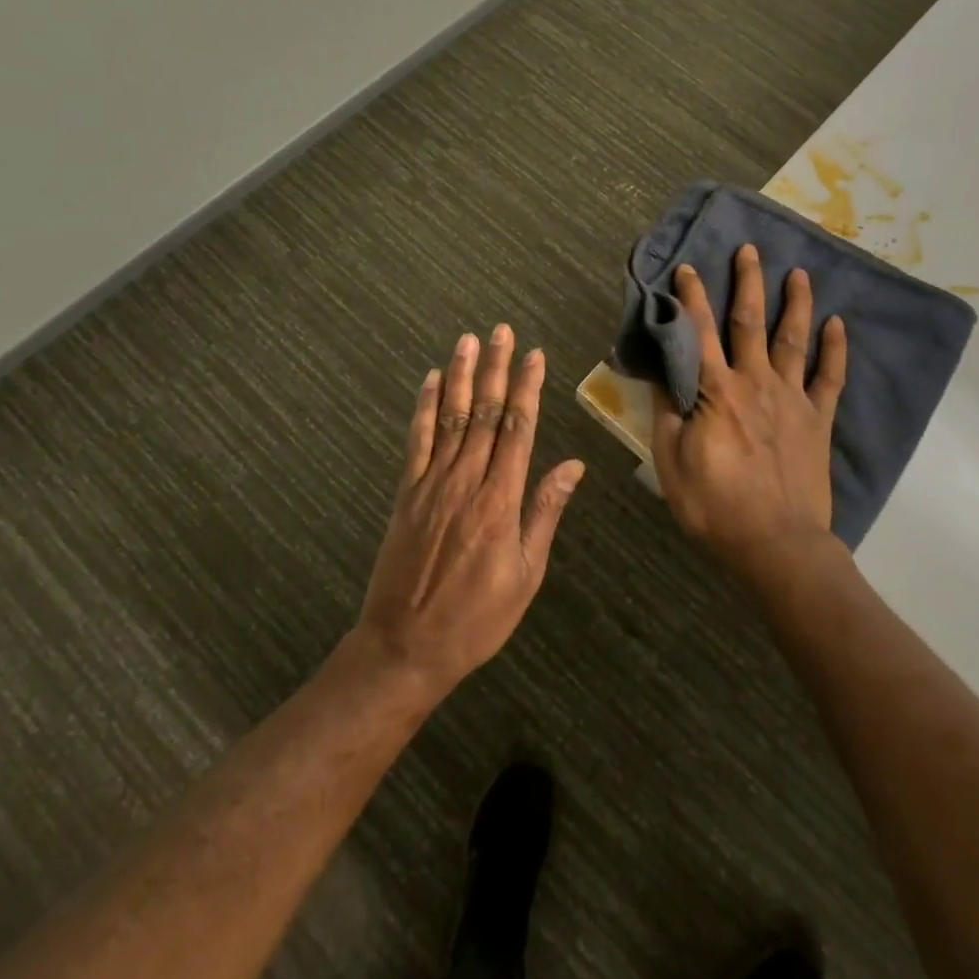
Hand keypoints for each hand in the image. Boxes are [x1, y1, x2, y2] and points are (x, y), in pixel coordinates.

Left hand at [356, 325, 584, 698]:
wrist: (406, 648)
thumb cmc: (478, 617)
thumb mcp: (526, 573)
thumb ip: (545, 512)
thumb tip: (572, 465)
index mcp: (501, 501)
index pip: (518, 429)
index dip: (527, 388)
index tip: (534, 355)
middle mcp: (467, 481)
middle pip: (485, 413)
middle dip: (495, 368)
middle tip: (501, 330)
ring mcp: (432, 484)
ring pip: (450, 417)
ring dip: (460, 375)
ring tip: (467, 340)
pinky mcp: (406, 494)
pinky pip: (417, 441)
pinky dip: (423, 407)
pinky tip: (429, 380)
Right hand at [651, 244, 848, 590]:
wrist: (776, 544)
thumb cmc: (715, 506)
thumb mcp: (671, 463)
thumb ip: (667, 412)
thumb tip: (662, 372)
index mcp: (716, 392)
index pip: (699, 333)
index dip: (691, 298)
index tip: (687, 268)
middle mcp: (755, 383)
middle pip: (749, 322)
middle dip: (747, 282)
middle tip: (750, 249)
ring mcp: (792, 398)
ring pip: (793, 339)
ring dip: (796, 303)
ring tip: (799, 272)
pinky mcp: (818, 419)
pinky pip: (830, 378)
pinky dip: (835, 349)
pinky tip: (838, 324)